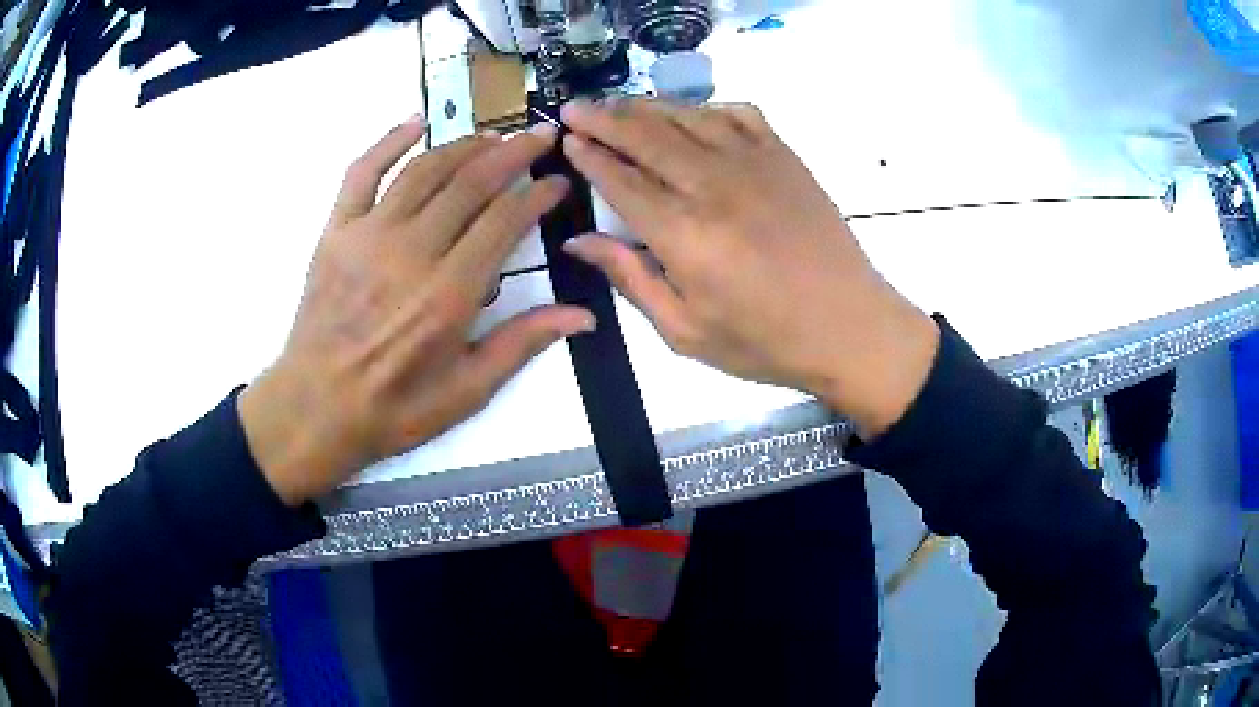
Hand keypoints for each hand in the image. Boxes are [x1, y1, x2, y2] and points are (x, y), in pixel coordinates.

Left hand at [239, 117, 593, 505]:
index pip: (505, 221)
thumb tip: (582, 317)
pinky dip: (388, 141)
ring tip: (493, 136)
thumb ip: (521, 344)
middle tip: (539, 136)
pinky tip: (415, 122)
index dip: (538, 194)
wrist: (314, 409)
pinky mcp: (336, 232)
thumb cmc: (393, 408)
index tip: (558, 181)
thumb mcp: (466, 391)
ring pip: (425, 170)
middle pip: (471, 183)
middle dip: (513, 153)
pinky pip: (361, 172)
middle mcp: (412, 252)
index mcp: (449, 294)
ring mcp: (369, 235)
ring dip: (464, 145)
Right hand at [559, 99, 937, 438]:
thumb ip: (630, 278)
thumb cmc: (764, 341)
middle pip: (646, 136)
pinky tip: (693, 116)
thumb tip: (578, 241)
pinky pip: (738, 114)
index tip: (567, 140)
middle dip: (604, 119)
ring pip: (687, 117)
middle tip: (576, 108)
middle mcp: (713, 185)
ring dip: (647, 107)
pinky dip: (707, 108)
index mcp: (683, 234)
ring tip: (620, 106)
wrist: (848, 326)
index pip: (621, 180)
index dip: (589, 156)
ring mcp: (754, 164)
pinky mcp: (785, 157)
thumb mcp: (685, 331)